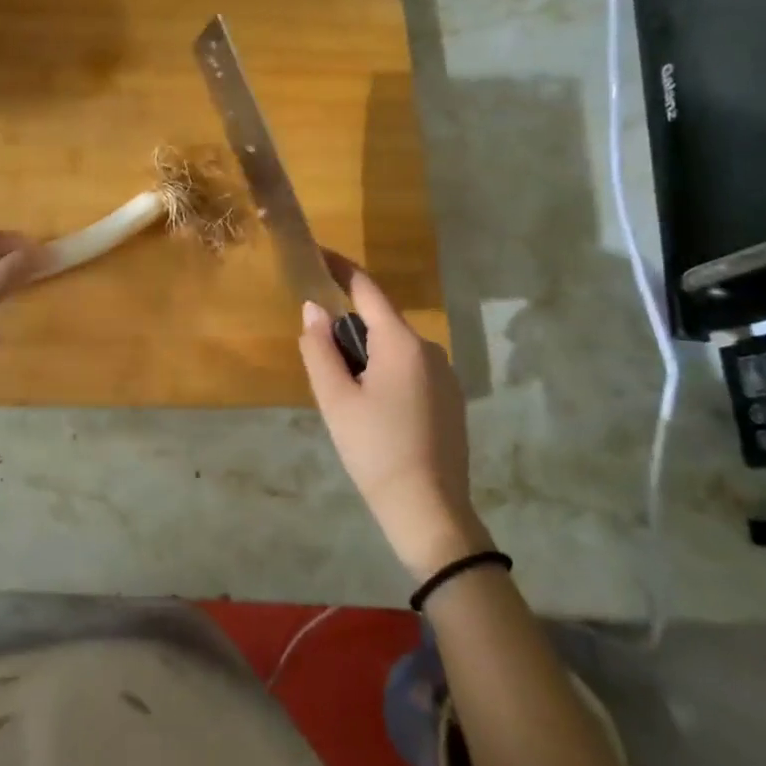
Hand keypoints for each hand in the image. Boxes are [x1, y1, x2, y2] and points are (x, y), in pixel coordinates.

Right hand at [297, 257, 490, 580]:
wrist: (430, 512)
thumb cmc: (375, 450)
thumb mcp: (336, 400)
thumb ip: (319, 349)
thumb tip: (314, 309)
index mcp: (402, 343)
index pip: (367, 289)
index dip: (340, 268)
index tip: (317, 253)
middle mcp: (430, 349)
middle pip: (380, 322)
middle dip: (349, 331)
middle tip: (323, 364)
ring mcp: (446, 375)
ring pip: (395, 349)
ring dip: (367, 357)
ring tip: (348, 400)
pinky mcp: (452, 399)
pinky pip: (411, 369)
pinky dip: (387, 375)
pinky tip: (377, 414)